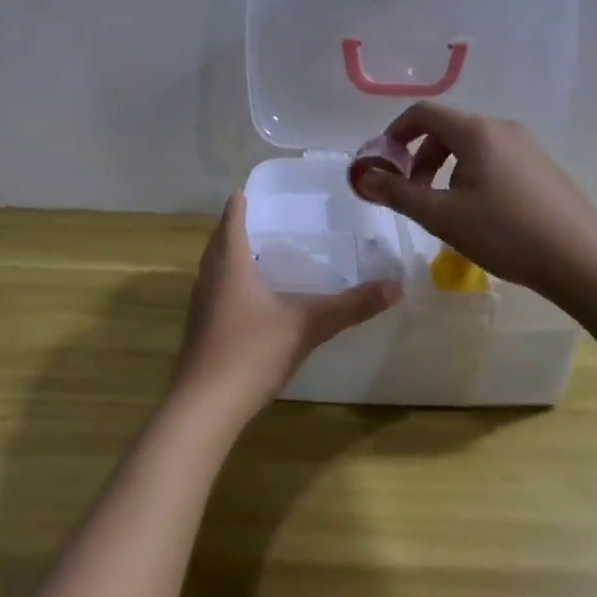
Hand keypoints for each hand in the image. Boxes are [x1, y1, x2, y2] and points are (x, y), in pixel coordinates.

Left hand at [170, 193, 400, 414]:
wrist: (205, 406)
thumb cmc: (252, 352)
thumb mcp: (307, 325)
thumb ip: (351, 306)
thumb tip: (396, 286)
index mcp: (230, 264)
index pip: (231, 221)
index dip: (240, 204)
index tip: (250, 190)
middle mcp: (210, 279)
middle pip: (219, 243)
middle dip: (236, 229)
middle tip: (263, 220)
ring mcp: (201, 307)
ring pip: (215, 270)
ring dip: (232, 258)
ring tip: (260, 255)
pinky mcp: (201, 332)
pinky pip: (216, 295)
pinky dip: (232, 286)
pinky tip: (252, 301)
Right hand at [353, 102, 596, 299]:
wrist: (579, 258)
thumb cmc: (504, 233)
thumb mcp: (442, 216)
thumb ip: (398, 194)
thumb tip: (363, 177)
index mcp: (476, 131)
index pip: (424, 113)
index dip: (395, 133)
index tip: (382, 164)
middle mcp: (502, 129)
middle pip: (447, 129)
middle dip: (419, 157)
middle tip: (411, 194)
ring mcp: (526, 147)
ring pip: (471, 147)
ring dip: (444, 169)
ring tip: (443, 209)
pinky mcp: (540, 168)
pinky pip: (493, 160)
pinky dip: (470, 176)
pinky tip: (477, 215)